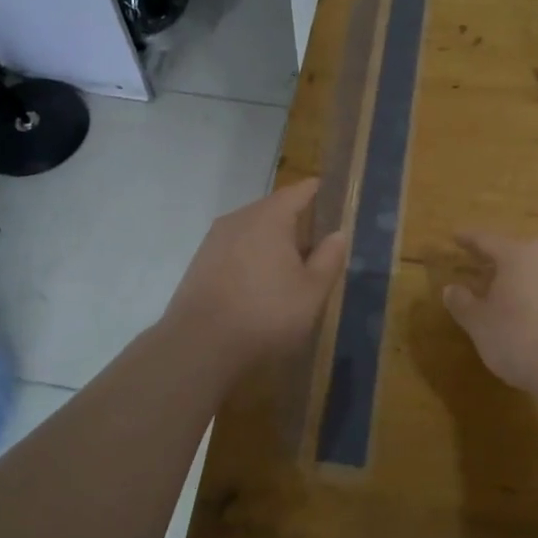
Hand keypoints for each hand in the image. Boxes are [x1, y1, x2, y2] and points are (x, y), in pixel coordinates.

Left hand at [164, 179, 348, 376]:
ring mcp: (215, 240)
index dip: (319, 192)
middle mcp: (239, 218)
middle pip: (274, 209)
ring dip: (273, 242)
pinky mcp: (200, 262)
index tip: (335, 199)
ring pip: (253, 230)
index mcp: (269, 217)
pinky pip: (236, 248)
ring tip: (291, 268)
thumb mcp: (312, 291)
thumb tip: (338, 234)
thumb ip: (329, 258)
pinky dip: (252, 257)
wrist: (199, 347)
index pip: (299, 190)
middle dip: (297, 222)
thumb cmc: (265, 314)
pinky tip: (260, 284)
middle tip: (319, 244)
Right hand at [442, 231, 537, 406]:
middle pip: (513, 251)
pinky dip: (531, 292)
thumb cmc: (521, 338)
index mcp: (516, 254)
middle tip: (475, 262)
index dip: (468, 239)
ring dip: (514, 276)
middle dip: (493, 258)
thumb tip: (451, 288)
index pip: (486, 239)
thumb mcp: (480, 324)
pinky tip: (524, 310)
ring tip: (497, 289)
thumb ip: (463, 303)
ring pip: (533, 268)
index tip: (455, 237)